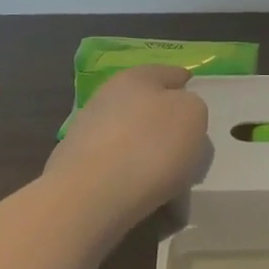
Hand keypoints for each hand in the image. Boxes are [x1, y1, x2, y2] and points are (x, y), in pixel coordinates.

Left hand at [44, 64, 209, 224]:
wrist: (89, 196)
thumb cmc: (150, 146)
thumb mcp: (193, 116)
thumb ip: (191, 107)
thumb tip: (178, 111)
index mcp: (136, 77)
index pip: (167, 73)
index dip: (182, 81)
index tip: (193, 92)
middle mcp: (107, 96)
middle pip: (143, 101)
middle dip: (161, 115)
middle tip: (183, 136)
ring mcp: (86, 130)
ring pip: (126, 132)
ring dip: (143, 144)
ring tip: (165, 170)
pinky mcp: (75, 164)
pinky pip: (114, 162)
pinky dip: (128, 170)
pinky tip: (141, 187)